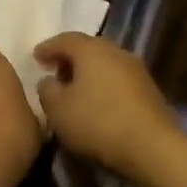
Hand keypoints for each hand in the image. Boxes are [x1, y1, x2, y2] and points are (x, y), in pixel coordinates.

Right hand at [33, 33, 178, 177]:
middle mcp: (115, 51)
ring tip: (75, 90)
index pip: (64, 39)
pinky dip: (104, 86)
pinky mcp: (149, 90)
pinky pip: (118, 80)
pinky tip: (97, 103)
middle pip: (88, 48)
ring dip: (88, 73)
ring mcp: (136, 70)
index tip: (35, 58)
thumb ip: (47, 90)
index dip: (47, 48)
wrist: (152, 147)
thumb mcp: (57, 110)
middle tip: (54, 72)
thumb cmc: (97, 123)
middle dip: (69, 59)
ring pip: (105, 64)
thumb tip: (49, 81)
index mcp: (91, 50)